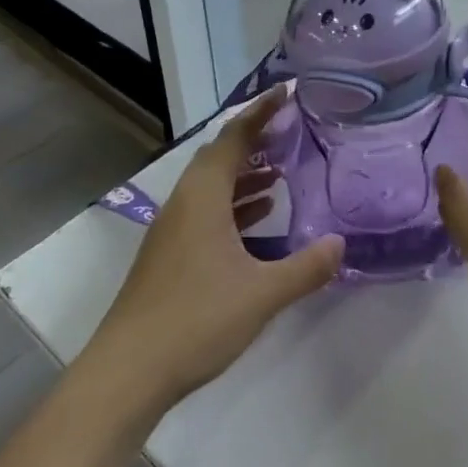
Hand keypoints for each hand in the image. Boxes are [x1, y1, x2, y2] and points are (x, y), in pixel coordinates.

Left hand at [88, 88, 342, 411]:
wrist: (125, 374)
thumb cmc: (195, 321)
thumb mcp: (261, 294)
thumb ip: (305, 267)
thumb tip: (341, 243)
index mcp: (203, 198)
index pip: (233, 138)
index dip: (260, 112)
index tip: (286, 92)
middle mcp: (184, 204)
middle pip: (220, 156)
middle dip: (255, 139)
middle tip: (290, 131)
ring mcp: (173, 231)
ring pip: (212, 186)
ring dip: (245, 173)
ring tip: (282, 173)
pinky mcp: (170, 255)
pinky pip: (207, 210)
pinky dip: (235, 204)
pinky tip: (259, 219)